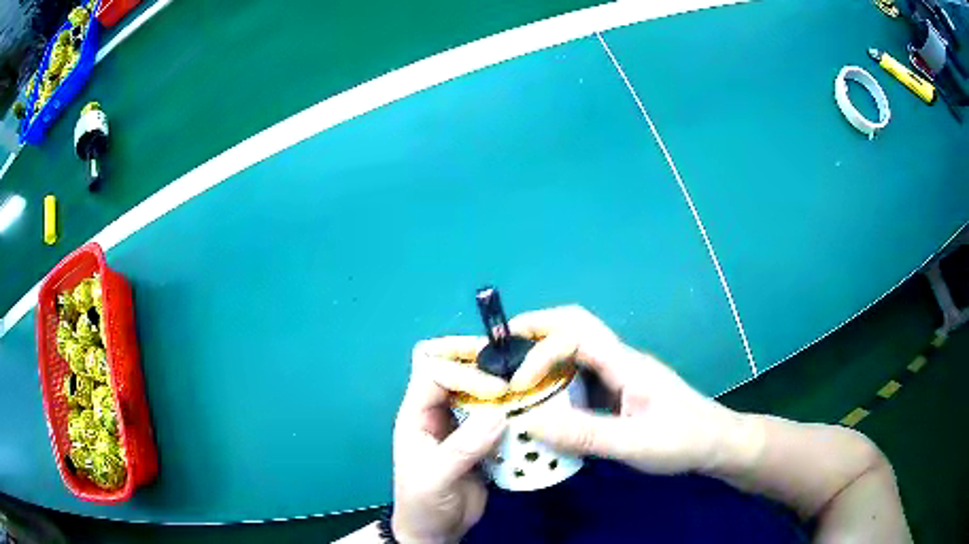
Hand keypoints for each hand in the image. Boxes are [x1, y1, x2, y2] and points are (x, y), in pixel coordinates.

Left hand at [391, 336, 509, 543]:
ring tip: (527, 383)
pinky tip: (530, 407)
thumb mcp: (435, 477)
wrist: (436, 531)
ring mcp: (459, 424)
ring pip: (476, 388)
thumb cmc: (423, 503)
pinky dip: (511, 407)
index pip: (435, 372)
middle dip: (480, 361)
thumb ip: (463, 448)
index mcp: (416, 414)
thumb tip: (499, 414)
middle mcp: (437, 412)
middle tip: (513, 364)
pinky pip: (494, 412)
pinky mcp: (479, 438)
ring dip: (499, 383)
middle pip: (453, 368)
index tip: (497, 390)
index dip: (464, 372)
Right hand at [509, 306, 738, 474]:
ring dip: (543, 349)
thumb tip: (531, 422)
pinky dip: (556, 376)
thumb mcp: (634, 444)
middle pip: (575, 324)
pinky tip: (543, 397)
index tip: (516, 386)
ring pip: (577, 346)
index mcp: (626, 364)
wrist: (715, 443)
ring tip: (512, 369)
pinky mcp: (620, 389)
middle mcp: (620, 360)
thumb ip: (585, 434)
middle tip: (501, 344)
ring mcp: (621, 373)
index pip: (575, 337)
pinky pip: (582, 372)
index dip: (540, 353)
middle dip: (537, 327)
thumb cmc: (682, 441)